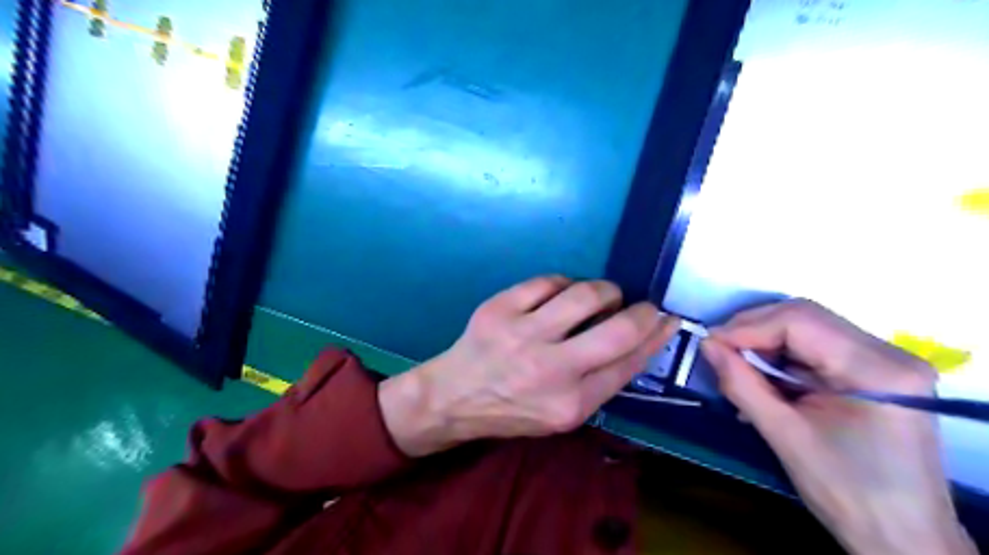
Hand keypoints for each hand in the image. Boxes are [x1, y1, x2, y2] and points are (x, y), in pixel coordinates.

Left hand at [380, 276, 680, 456]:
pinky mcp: (500, 308)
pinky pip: (548, 281)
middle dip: (643, 311)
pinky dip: (564, 284)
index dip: (657, 337)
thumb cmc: (512, 409)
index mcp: (570, 404)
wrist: (454, 397)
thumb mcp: (561, 414)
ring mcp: (523, 335)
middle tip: (644, 304)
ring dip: (605, 290)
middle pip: (618, 330)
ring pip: (585, 295)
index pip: (629, 363)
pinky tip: (562, 294)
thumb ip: (600, 382)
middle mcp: (551, 370)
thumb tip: (638, 340)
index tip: (668, 320)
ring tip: (603, 295)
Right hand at [704, 302, 970, 553]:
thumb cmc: (848, 493)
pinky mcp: (873, 372)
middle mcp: (888, 353)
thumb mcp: (785, 435)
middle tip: (719, 350)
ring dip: (765, 343)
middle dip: (753, 330)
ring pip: (807, 328)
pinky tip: (761, 377)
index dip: (747, 327)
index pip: (799, 321)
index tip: (711, 344)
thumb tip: (707, 344)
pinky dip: (781, 357)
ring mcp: (884, 361)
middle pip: (804, 317)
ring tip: (735, 365)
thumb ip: (741, 383)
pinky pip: (816, 348)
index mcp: (876, 369)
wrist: (903, 538)